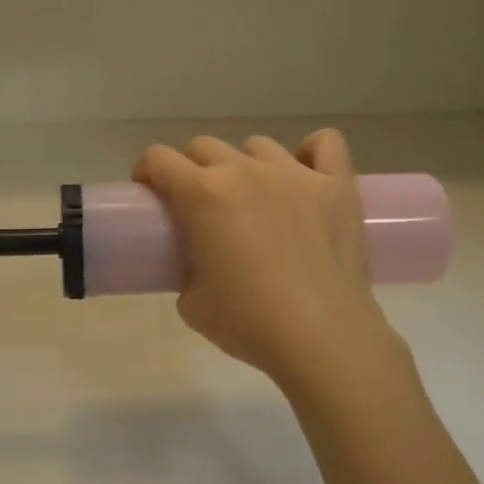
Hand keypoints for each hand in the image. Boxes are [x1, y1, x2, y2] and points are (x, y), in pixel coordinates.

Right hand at [132, 130, 393, 385]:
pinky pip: (325, 143)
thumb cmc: (249, 322)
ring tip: (251, 197)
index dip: (147, 171)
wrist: (322, 339)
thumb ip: (187, 272)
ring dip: (244, 165)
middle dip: (192, 168)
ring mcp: (296, 174)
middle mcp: (246, 171)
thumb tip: (200, 267)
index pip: (159, 158)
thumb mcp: (192, 304)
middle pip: (205, 146)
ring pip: (258, 146)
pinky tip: (305, 174)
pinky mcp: (337, 186)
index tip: (149, 192)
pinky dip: (310, 152)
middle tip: (197, 203)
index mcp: (204, 194)